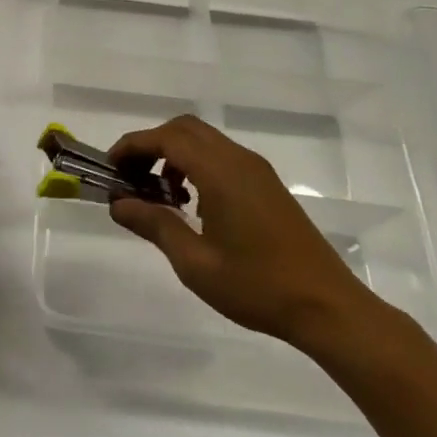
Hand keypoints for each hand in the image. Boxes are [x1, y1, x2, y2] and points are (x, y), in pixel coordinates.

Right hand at [108, 115, 378, 352]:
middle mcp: (239, 160)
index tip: (110, 167)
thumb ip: (154, 225)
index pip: (167, 138)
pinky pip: (222, 157)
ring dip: (174, 155)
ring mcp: (257, 171)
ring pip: (205, 141)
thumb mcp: (195, 263)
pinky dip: (196, 165)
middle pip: (185, 129)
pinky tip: (191, 205)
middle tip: (130, 178)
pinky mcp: (267, 185)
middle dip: (151, 145)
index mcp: (221, 173)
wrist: (327, 307)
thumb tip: (118, 203)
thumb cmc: (257, 286)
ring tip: (158, 196)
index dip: (133, 146)